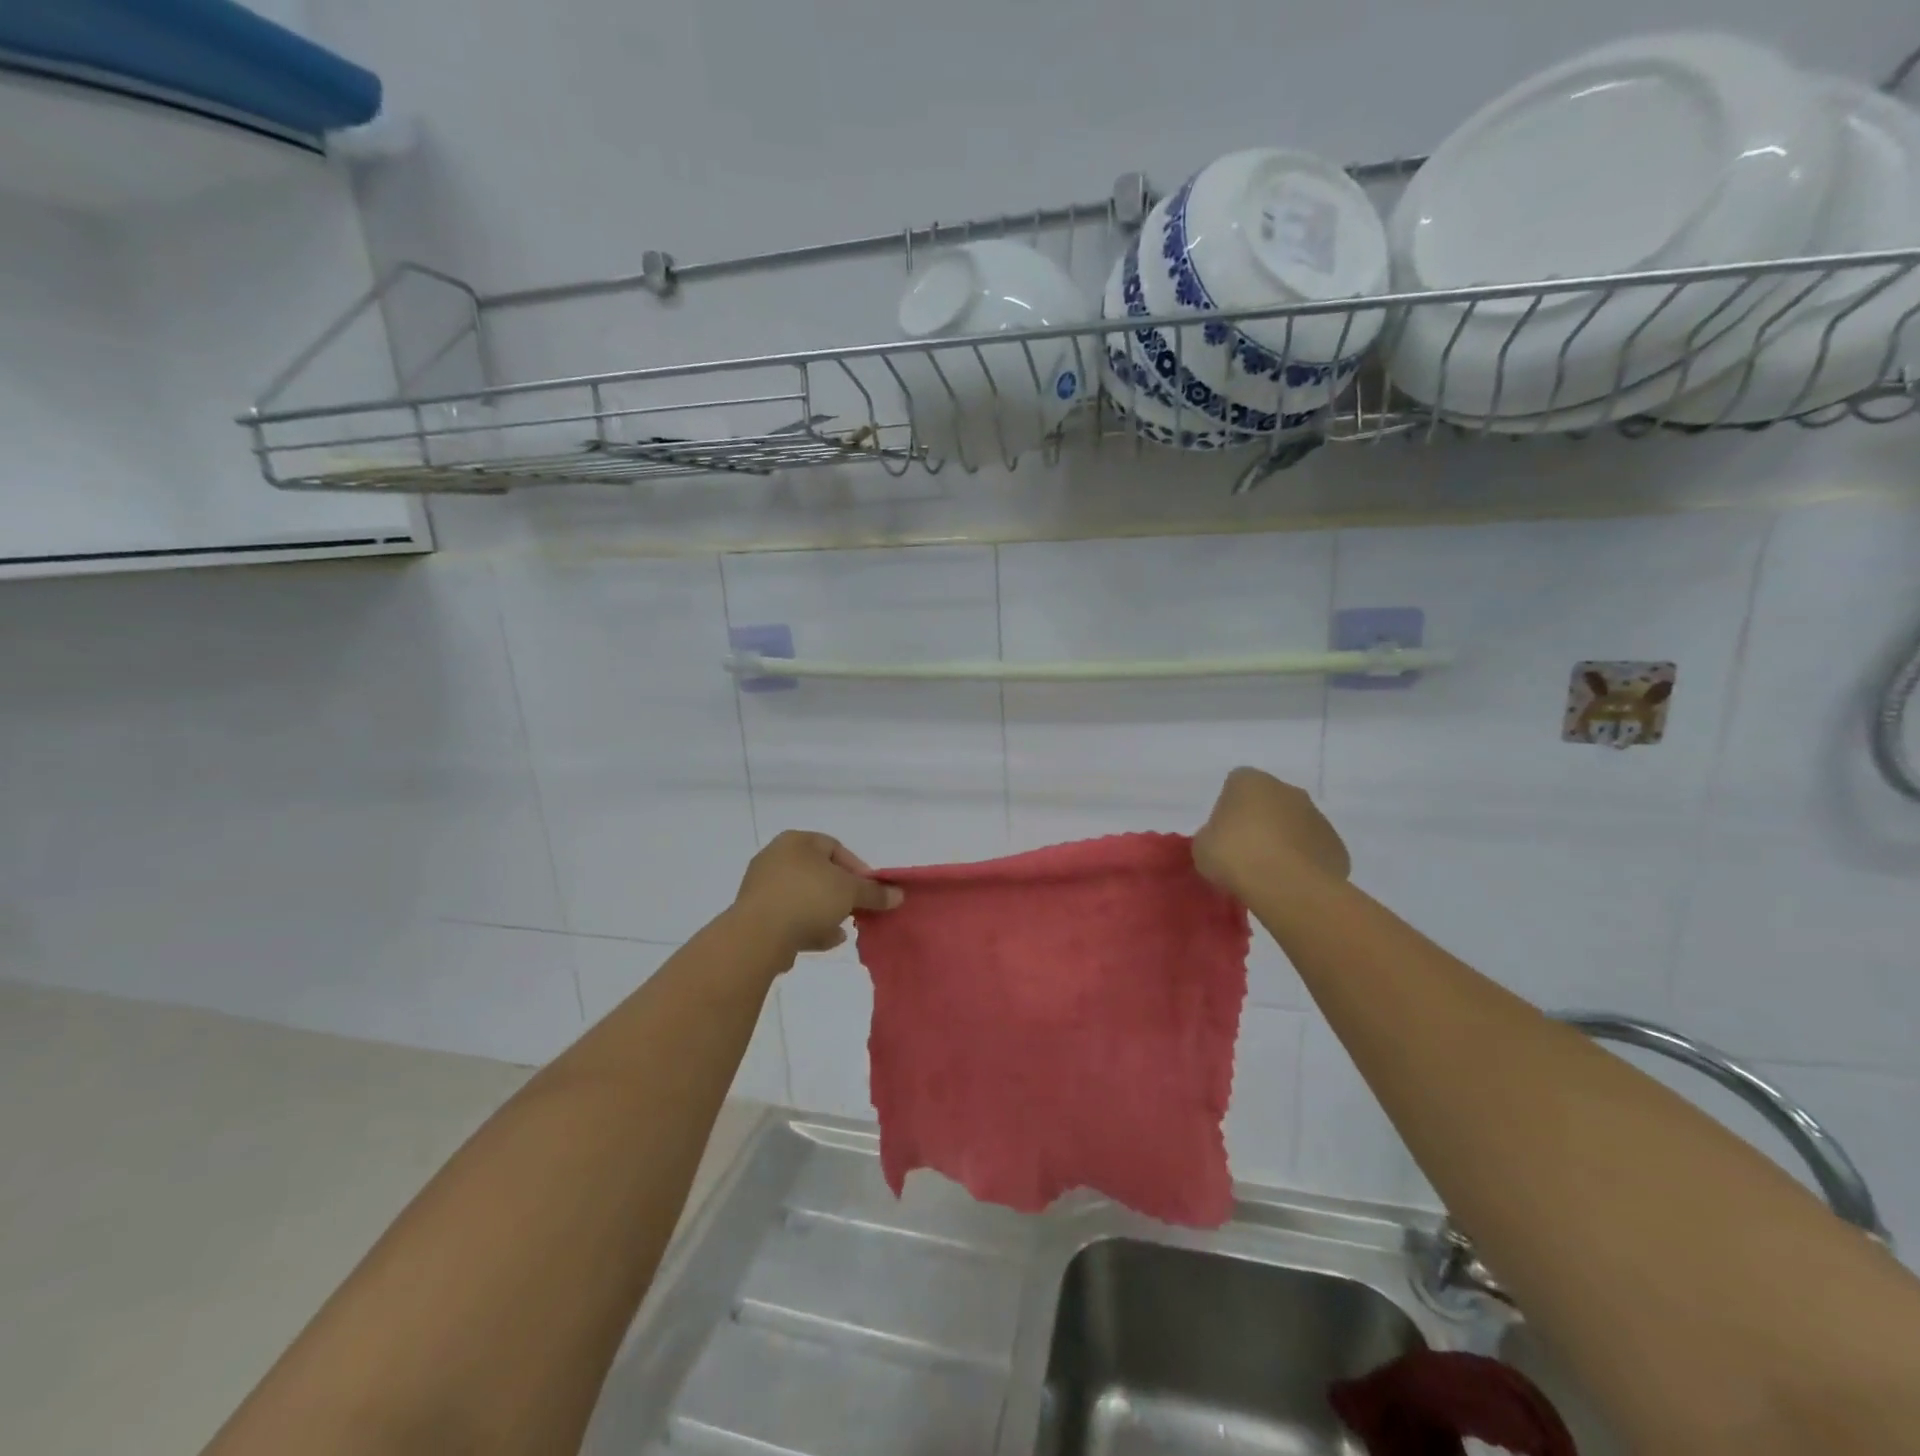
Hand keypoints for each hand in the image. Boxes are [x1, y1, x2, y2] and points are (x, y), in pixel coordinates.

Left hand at [731, 831, 903, 956]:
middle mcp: (775, 857)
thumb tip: (898, 895)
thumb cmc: (808, 898)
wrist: (758, 935)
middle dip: (841, 894)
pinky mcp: (754, 915)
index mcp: (796, 841)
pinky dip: (808, 927)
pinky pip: (788, 917)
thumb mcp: (850, 892)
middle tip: (857, 910)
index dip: (857, 869)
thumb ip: (874, 893)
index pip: (834, 847)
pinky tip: (826, 942)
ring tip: (843, 930)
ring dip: (825, 913)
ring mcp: (761, 887)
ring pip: (804, 897)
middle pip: (818, 874)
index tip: (870, 891)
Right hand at [1193, 767, 1350, 901]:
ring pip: (1295, 825)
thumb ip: (1211, 836)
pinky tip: (1290, 882)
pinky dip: (1303, 862)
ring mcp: (1317, 816)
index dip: (1227, 810)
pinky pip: (1313, 850)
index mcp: (1250, 781)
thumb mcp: (1202, 847)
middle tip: (1244, 853)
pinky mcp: (1336, 845)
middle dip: (1259, 822)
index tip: (1222, 835)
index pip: (1235, 786)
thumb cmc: (1235, 856)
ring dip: (1283, 842)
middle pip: (1269, 802)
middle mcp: (1287, 790)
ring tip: (1268, 873)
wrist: (1286, 886)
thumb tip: (1221, 841)